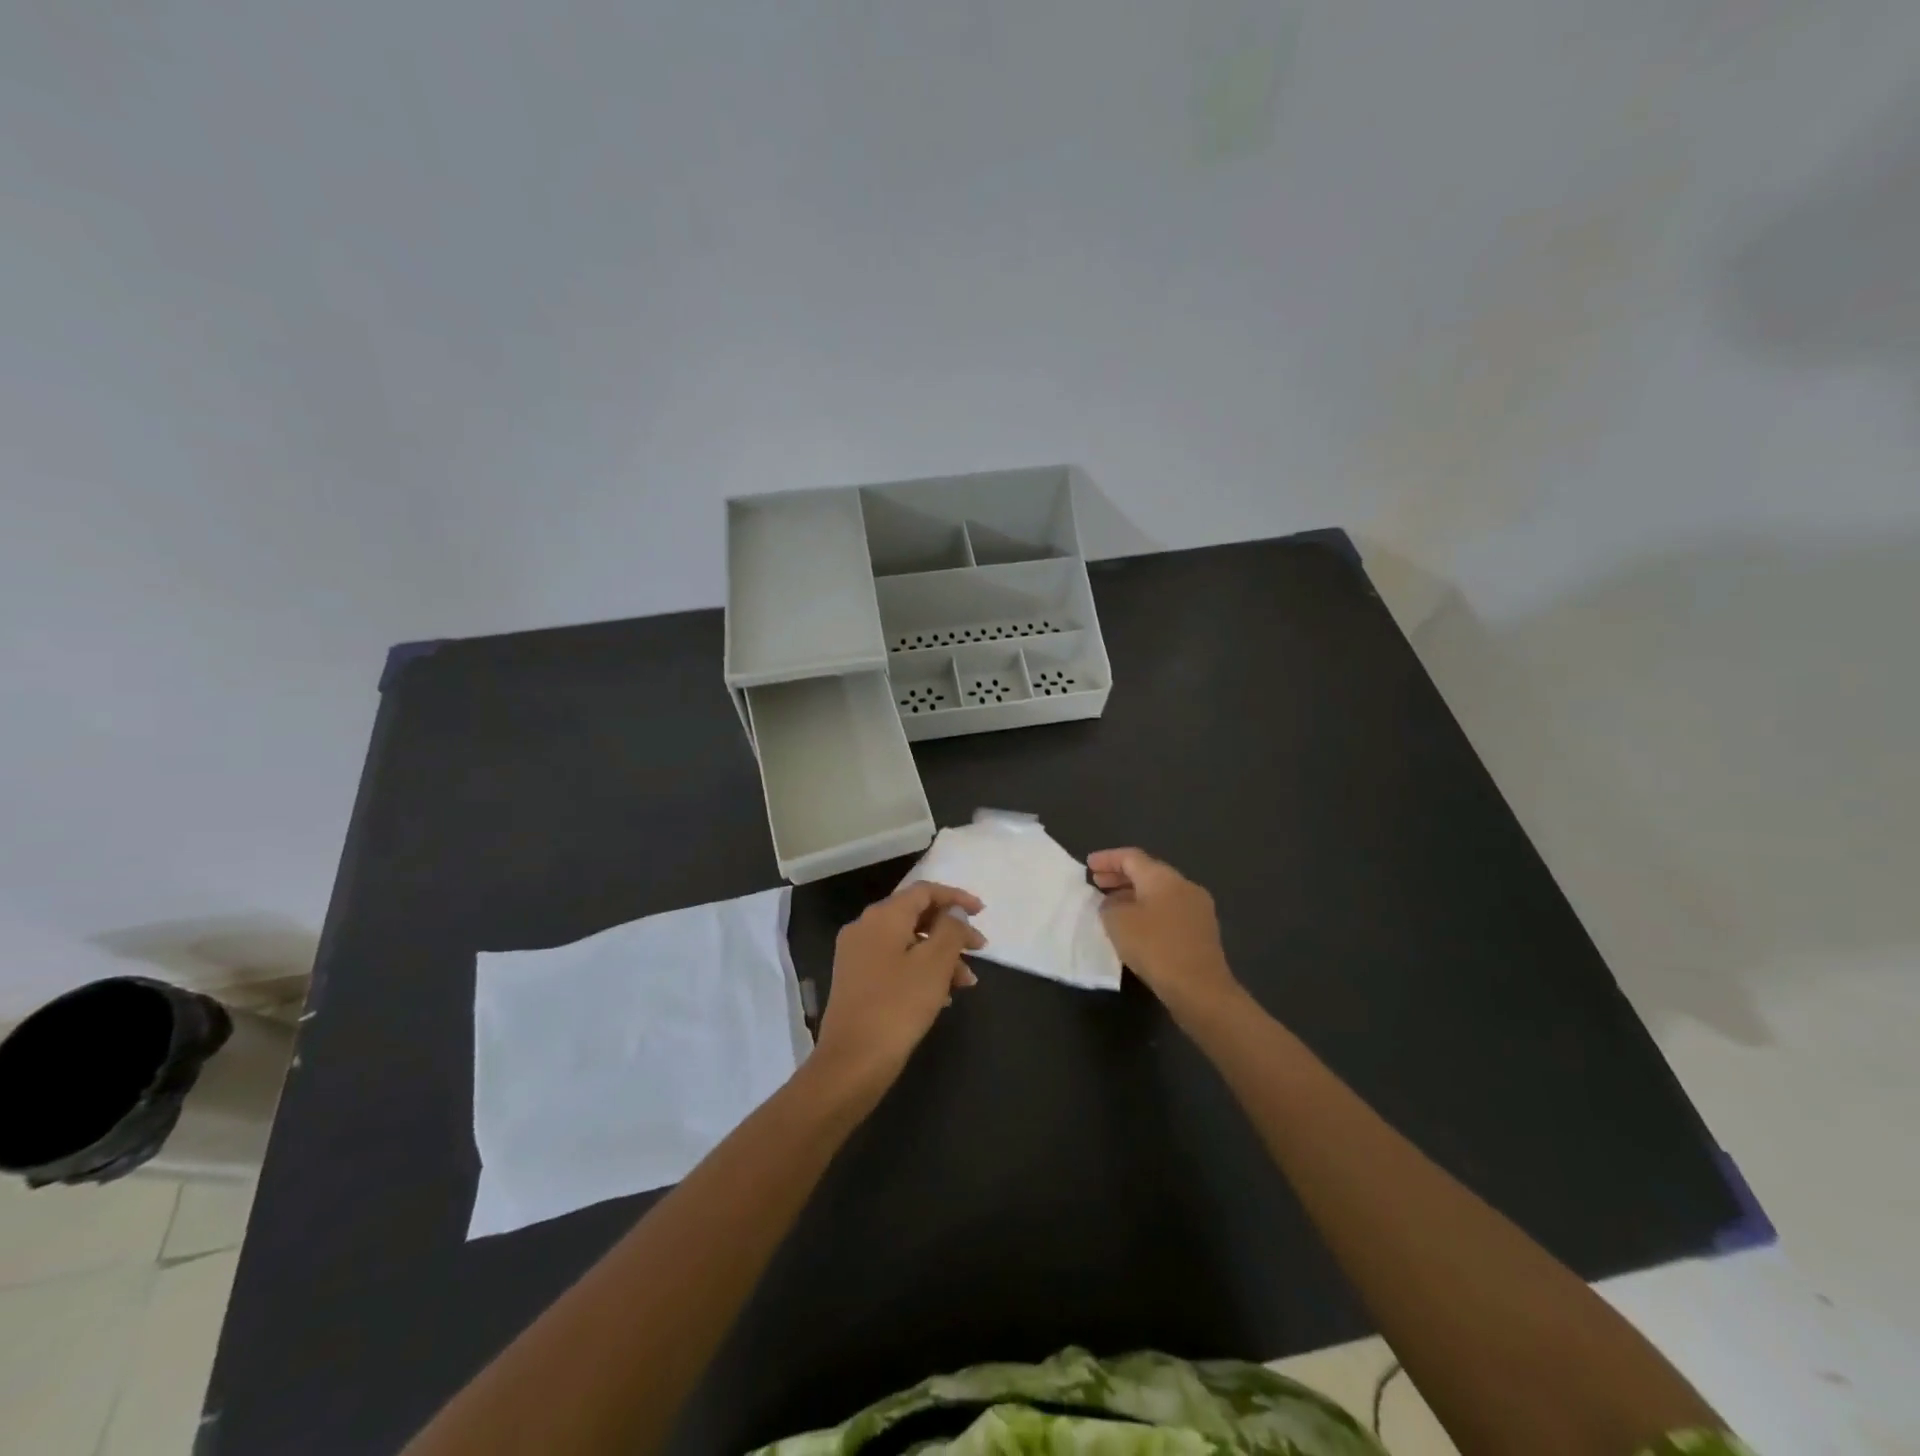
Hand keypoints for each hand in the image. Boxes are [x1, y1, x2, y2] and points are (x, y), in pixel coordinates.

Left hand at [813, 881, 985, 1090]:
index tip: (982, 913)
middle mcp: (865, 927)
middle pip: (916, 916)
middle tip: (979, 950)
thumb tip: (953, 912)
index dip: (956, 898)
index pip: (924, 891)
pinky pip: (895, 962)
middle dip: (951, 931)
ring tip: (966, 982)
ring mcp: (856, 955)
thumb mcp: (935, 964)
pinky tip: (942, 996)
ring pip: (907, 942)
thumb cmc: (898, 1005)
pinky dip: (921, 971)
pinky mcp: (855, 981)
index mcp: (883, 916)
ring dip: (939, 956)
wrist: (852, 1061)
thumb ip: (950, 929)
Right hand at [1088, 848, 1239, 1020]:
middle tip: (1097, 883)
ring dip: (1133, 895)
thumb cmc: (1155, 947)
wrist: (1200, 989)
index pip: (1131, 857)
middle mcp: (1184, 885)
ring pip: (1159, 893)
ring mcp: (1197, 908)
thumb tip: (1114, 904)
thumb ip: (1109, 905)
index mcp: (1163, 877)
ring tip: (1111, 906)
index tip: (1088, 865)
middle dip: (1120, 876)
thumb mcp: (1117, 922)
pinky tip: (1136, 927)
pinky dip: (1148, 911)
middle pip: (1147, 872)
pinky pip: (1169, 911)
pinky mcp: (1202, 931)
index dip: (1107, 858)